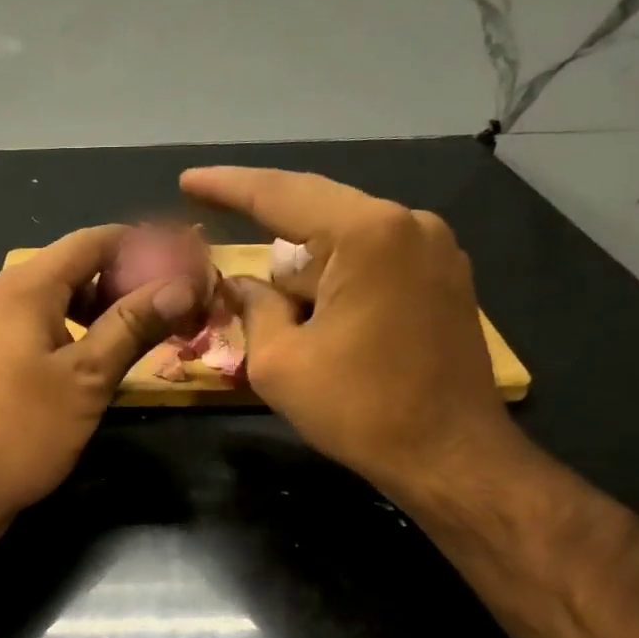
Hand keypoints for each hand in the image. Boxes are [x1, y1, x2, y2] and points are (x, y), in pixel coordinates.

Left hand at [0, 224, 201, 539]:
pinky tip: (96, 366)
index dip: (143, 245)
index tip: (185, 264)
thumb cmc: (20, 430)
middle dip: (125, 281)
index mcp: (26, 287)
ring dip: (100, 313)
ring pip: (54, 306)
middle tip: (172, 306)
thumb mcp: (86, 377)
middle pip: (73, 270)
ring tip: (143, 335)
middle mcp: (1, 298)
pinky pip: (37, 335)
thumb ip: (133, 326)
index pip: (93, 241)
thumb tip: (184, 285)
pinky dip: (73, 338)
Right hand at [180, 166, 524, 495]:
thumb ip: (254, 309)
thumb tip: (243, 285)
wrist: (450, 456)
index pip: (281, 195)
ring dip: (309, 276)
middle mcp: (410, 224)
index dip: (227, 187)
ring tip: (295, 329)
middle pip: (316, 219)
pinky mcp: (446, 279)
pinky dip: (340, 283)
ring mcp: (437, 249)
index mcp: (368, 233)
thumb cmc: (359, 409)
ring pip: (346, 244)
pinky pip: (375, 262)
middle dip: (273, 249)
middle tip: (233, 279)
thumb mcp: (280, 363)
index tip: (188, 181)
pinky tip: (329, 325)